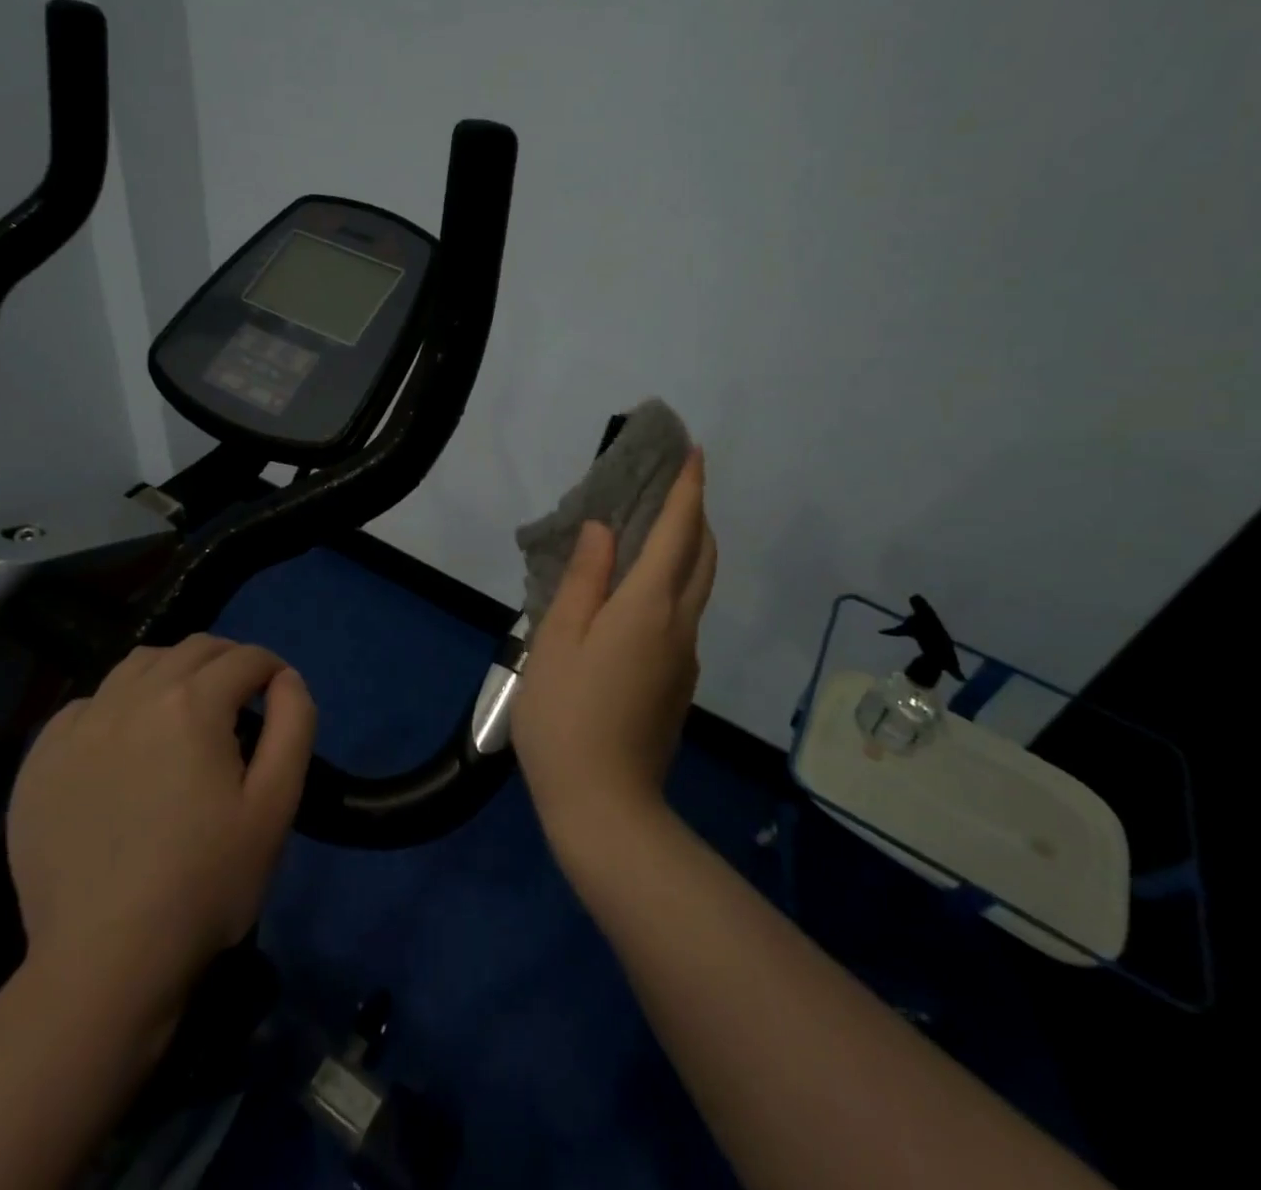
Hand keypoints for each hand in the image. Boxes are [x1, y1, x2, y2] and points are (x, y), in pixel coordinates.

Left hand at [6, 635, 315, 1011]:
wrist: (106, 962)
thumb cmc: (206, 881)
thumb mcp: (277, 803)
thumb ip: (294, 723)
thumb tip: (286, 678)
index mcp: (192, 704)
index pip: (244, 658)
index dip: (271, 669)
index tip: (279, 694)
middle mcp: (132, 698)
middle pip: (192, 649)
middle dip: (227, 661)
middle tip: (241, 698)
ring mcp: (79, 727)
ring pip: (136, 665)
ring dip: (172, 673)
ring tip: (184, 711)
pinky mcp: (40, 761)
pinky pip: (87, 704)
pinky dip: (118, 705)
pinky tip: (125, 744)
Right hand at [513, 449, 717, 855]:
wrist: (604, 806)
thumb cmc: (566, 715)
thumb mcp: (557, 640)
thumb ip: (583, 579)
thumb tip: (602, 530)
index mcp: (648, 607)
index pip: (678, 532)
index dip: (687, 490)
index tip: (694, 453)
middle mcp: (679, 625)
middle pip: (702, 556)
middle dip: (696, 515)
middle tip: (673, 487)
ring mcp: (685, 657)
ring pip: (698, 587)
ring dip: (687, 549)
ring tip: (654, 531)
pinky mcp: (679, 682)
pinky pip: (684, 615)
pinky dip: (673, 584)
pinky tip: (637, 594)